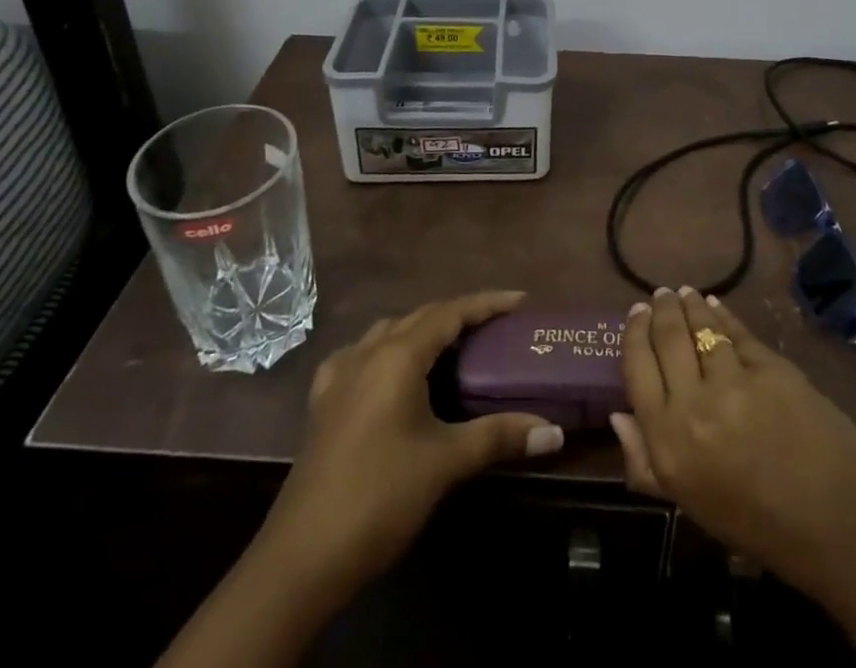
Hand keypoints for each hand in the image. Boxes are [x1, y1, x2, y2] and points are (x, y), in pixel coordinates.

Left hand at [269, 291, 564, 594]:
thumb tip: (554, 431)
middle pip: (421, 317)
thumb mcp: (446, 462)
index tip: (520, 301)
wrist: (302, 555)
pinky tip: (387, 371)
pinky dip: (383, 351)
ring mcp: (339, 376)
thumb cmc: (380, 496)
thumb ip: (499, 436)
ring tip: (450, 345)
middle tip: (495, 324)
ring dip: (421, 330)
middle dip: (459, 314)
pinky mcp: (322, 403)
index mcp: (398, 356)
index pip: (450, 312)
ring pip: (388, 332)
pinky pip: (358, 356)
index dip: (487, 303)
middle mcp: (367, 352)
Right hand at [611, 288, 855, 605]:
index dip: (634, 334)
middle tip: (661, 296)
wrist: (831, 522)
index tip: (635, 313)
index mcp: (667, 441)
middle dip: (661, 310)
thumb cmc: (754, 521)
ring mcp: (733, 383)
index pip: (636, 368)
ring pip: (701, 327)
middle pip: (667, 338)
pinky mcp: (769, 368)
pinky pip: (736, 333)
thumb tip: (619, 413)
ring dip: (690, 305)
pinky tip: (716, 306)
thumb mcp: (687, 501)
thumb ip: (645, 461)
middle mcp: (692, 405)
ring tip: (685, 294)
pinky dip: (723, 316)